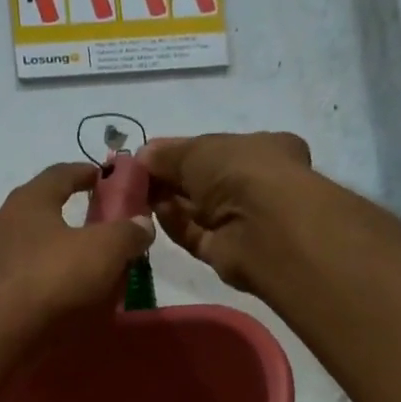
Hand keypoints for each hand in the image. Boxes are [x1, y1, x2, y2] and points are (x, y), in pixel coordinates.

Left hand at [0, 161, 153, 324]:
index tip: (103, 178)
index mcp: (29, 200)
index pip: (60, 174)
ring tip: (79, 273)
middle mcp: (1, 223)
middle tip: (96, 232)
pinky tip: (55, 303)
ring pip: (27, 250)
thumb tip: (143, 223)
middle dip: (68, 219)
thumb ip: (127, 233)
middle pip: (40, 212)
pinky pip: (19, 283)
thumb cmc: (51, 278)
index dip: (85, 173)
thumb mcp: (104, 251)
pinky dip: (39, 286)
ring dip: (52, 256)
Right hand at [139, 132, 311, 293]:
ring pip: (198, 210)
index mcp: (262, 150)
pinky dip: (176, 224)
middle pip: (205, 181)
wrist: (264, 227)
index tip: (149, 155)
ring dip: (170, 201)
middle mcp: (256, 184)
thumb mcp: (198, 150)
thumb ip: (168, 154)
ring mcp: (243, 221)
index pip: (217, 149)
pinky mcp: (227, 252)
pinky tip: (156, 213)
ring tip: (137, 194)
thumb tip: (142, 155)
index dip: (182, 152)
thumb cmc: (240, 171)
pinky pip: (196, 235)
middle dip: (171, 178)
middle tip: (136, 176)